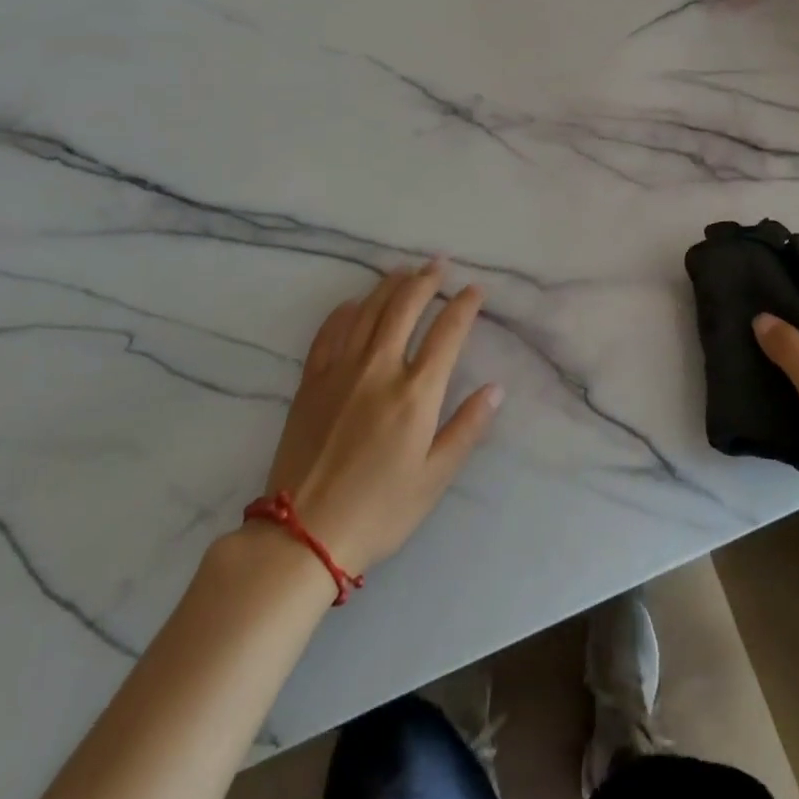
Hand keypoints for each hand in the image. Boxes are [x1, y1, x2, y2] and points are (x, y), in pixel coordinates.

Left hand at [262, 261, 500, 575]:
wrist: (302, 534)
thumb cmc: (379, 510)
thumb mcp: (434, 478)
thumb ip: (467, 428)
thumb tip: (496, 389)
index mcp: (415, 393)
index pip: (447, 332)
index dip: (464, 306)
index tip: (475, 290)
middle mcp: (379, 369)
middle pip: (405, 307)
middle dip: (426, 280)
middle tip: (439, 263)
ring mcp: (340, 371)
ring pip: (368, 311)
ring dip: (389, 285)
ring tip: (404, 270)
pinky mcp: (311, 381)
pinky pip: (329, 332)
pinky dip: (344, 311)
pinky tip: (353, 303)